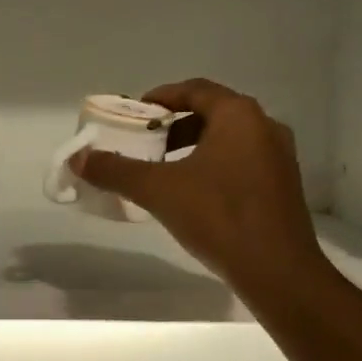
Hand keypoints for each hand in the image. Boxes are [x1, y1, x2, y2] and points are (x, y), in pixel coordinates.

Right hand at [71, 79, 325, 297]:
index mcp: (238, 115)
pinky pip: (242, 161)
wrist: (277, 270)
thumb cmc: (218, 216)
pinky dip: (214, 165)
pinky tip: (195, 194)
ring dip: (194, 146)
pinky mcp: (283, 185)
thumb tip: (78, 158)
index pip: (194, 90)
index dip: (161, 97)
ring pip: (228, 139)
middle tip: (146, 142)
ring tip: (165, 169)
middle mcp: (265, 126)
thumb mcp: (158, 190)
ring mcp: (279, 157)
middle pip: (212, 112)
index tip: (136, 113)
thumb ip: (116, 170)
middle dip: (175, 125)